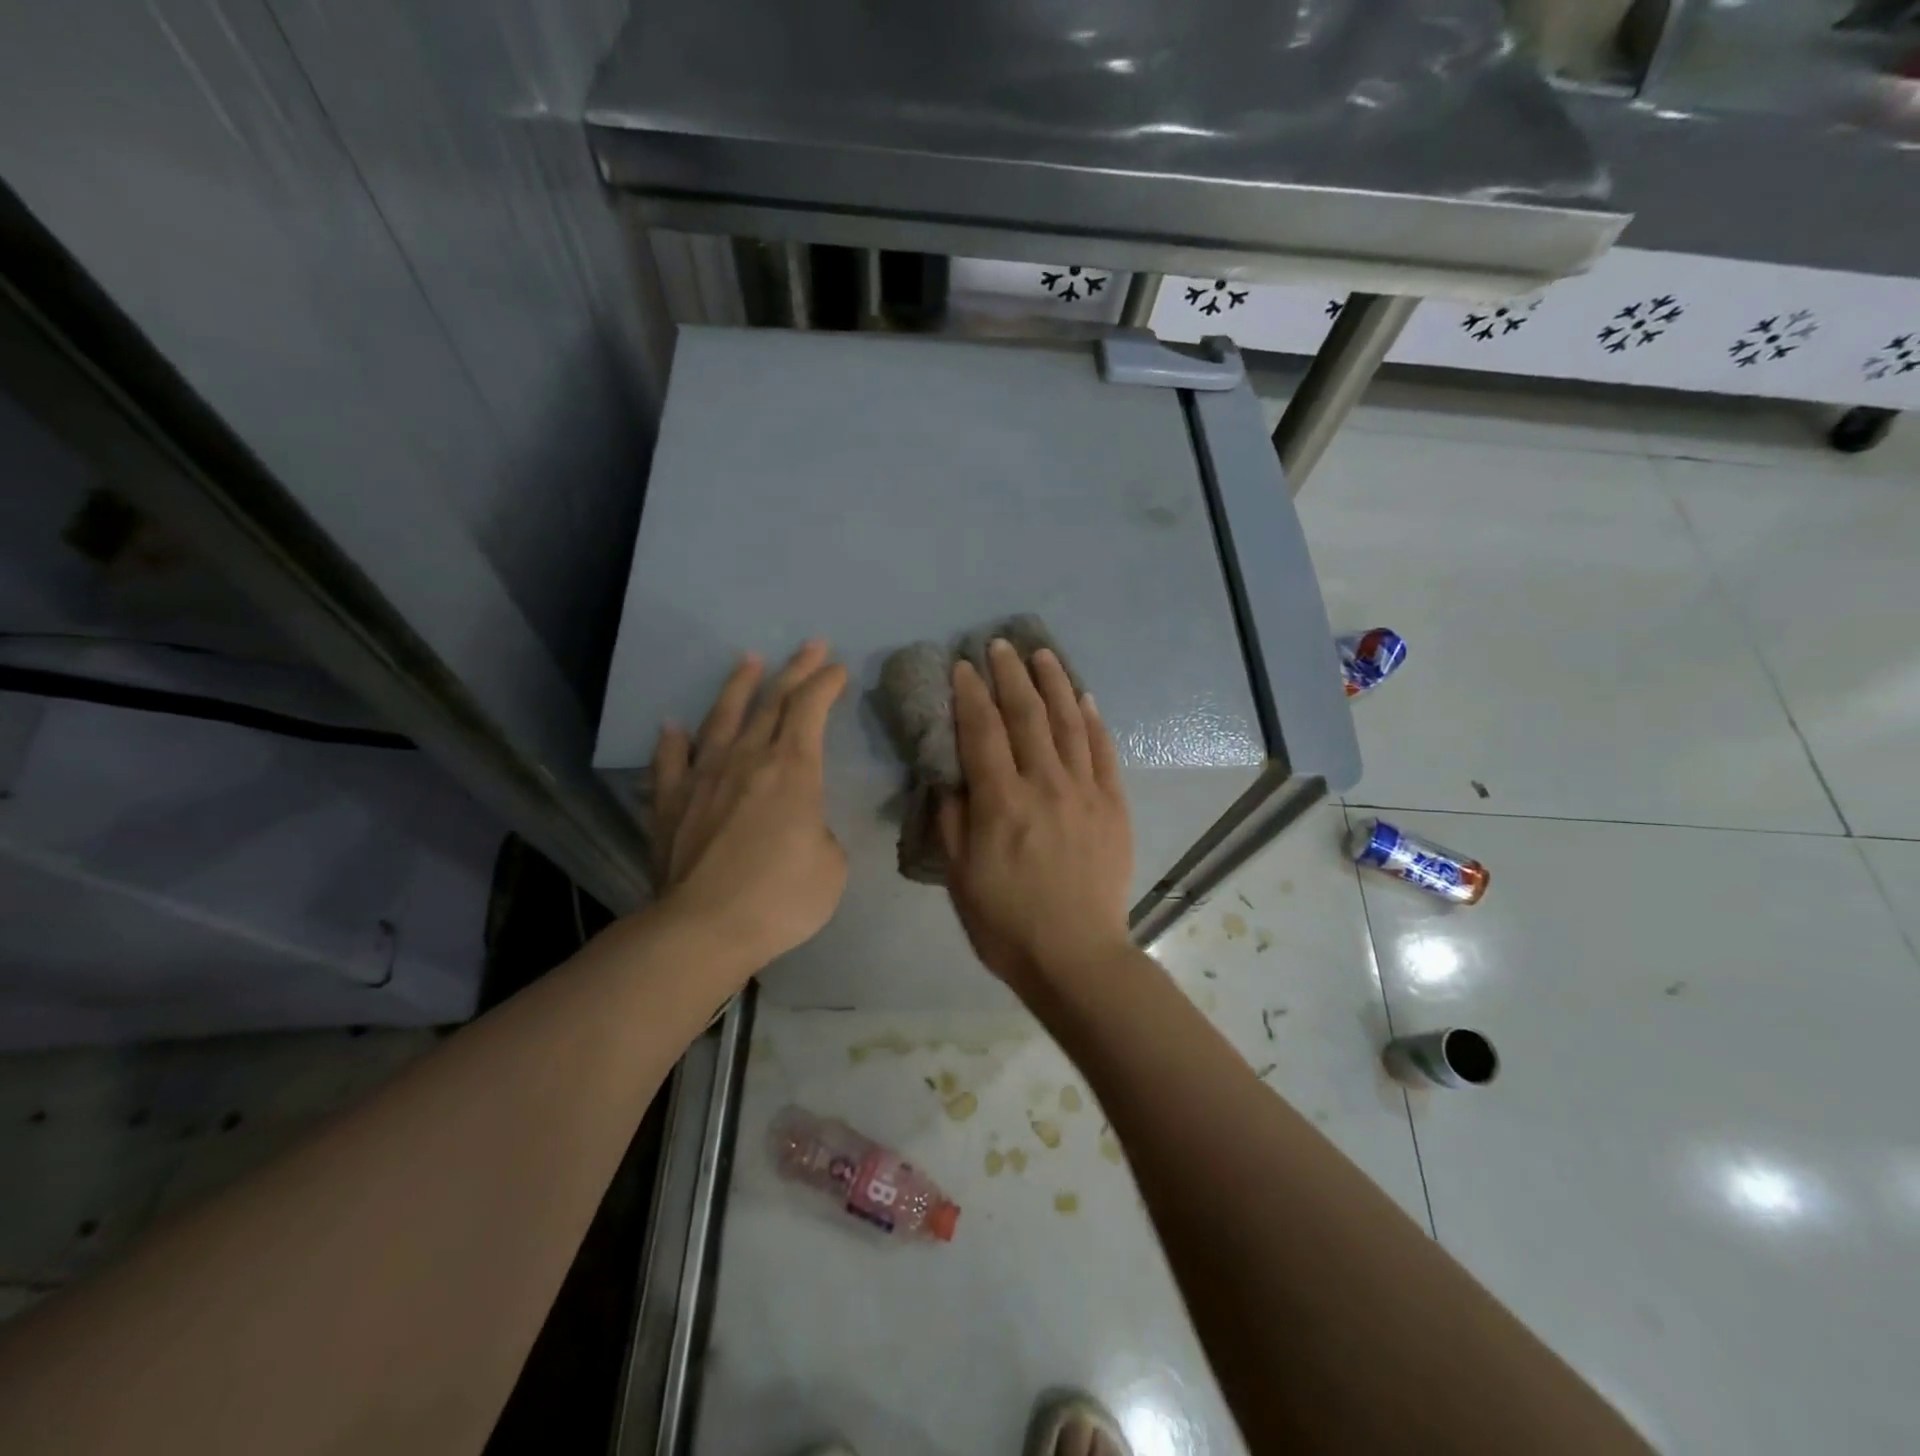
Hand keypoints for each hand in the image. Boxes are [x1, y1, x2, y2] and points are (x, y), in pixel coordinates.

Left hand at [651, 641, 847, 970]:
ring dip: (739, 686)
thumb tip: (798, 823)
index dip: (826, 684)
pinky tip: (673, 727)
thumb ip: (818, 830)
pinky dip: (673, 742)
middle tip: (811, 645)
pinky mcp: (670, 802)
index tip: (838, 668)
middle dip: (796, 670)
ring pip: (723, 718)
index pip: (810, 710)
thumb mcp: (831, 865)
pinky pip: (671, 762)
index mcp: (792, 770)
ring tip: (749, 660)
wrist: (704, 928)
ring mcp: (703, 777)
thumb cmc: (781, 897)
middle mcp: (747, 760)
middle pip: (773, 702)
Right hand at [939, 638, 1133, 995]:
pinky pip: (1103, 752)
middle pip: (1027, 715)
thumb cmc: (1006, 923)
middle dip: (1011, 674)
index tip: (963, 666)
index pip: (982, 730)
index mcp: (1001, 802)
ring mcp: (1085, 792)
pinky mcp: (1114, 806)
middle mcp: (1044, 784)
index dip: (970, 693)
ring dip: (1054, 683)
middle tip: (1000, 644)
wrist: (1076, 956)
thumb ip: (952, 819)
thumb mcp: (959, 876)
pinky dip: (1093, 721)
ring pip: (1069, 723)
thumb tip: (950, 775)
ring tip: (1042, 654)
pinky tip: (1085, 699)